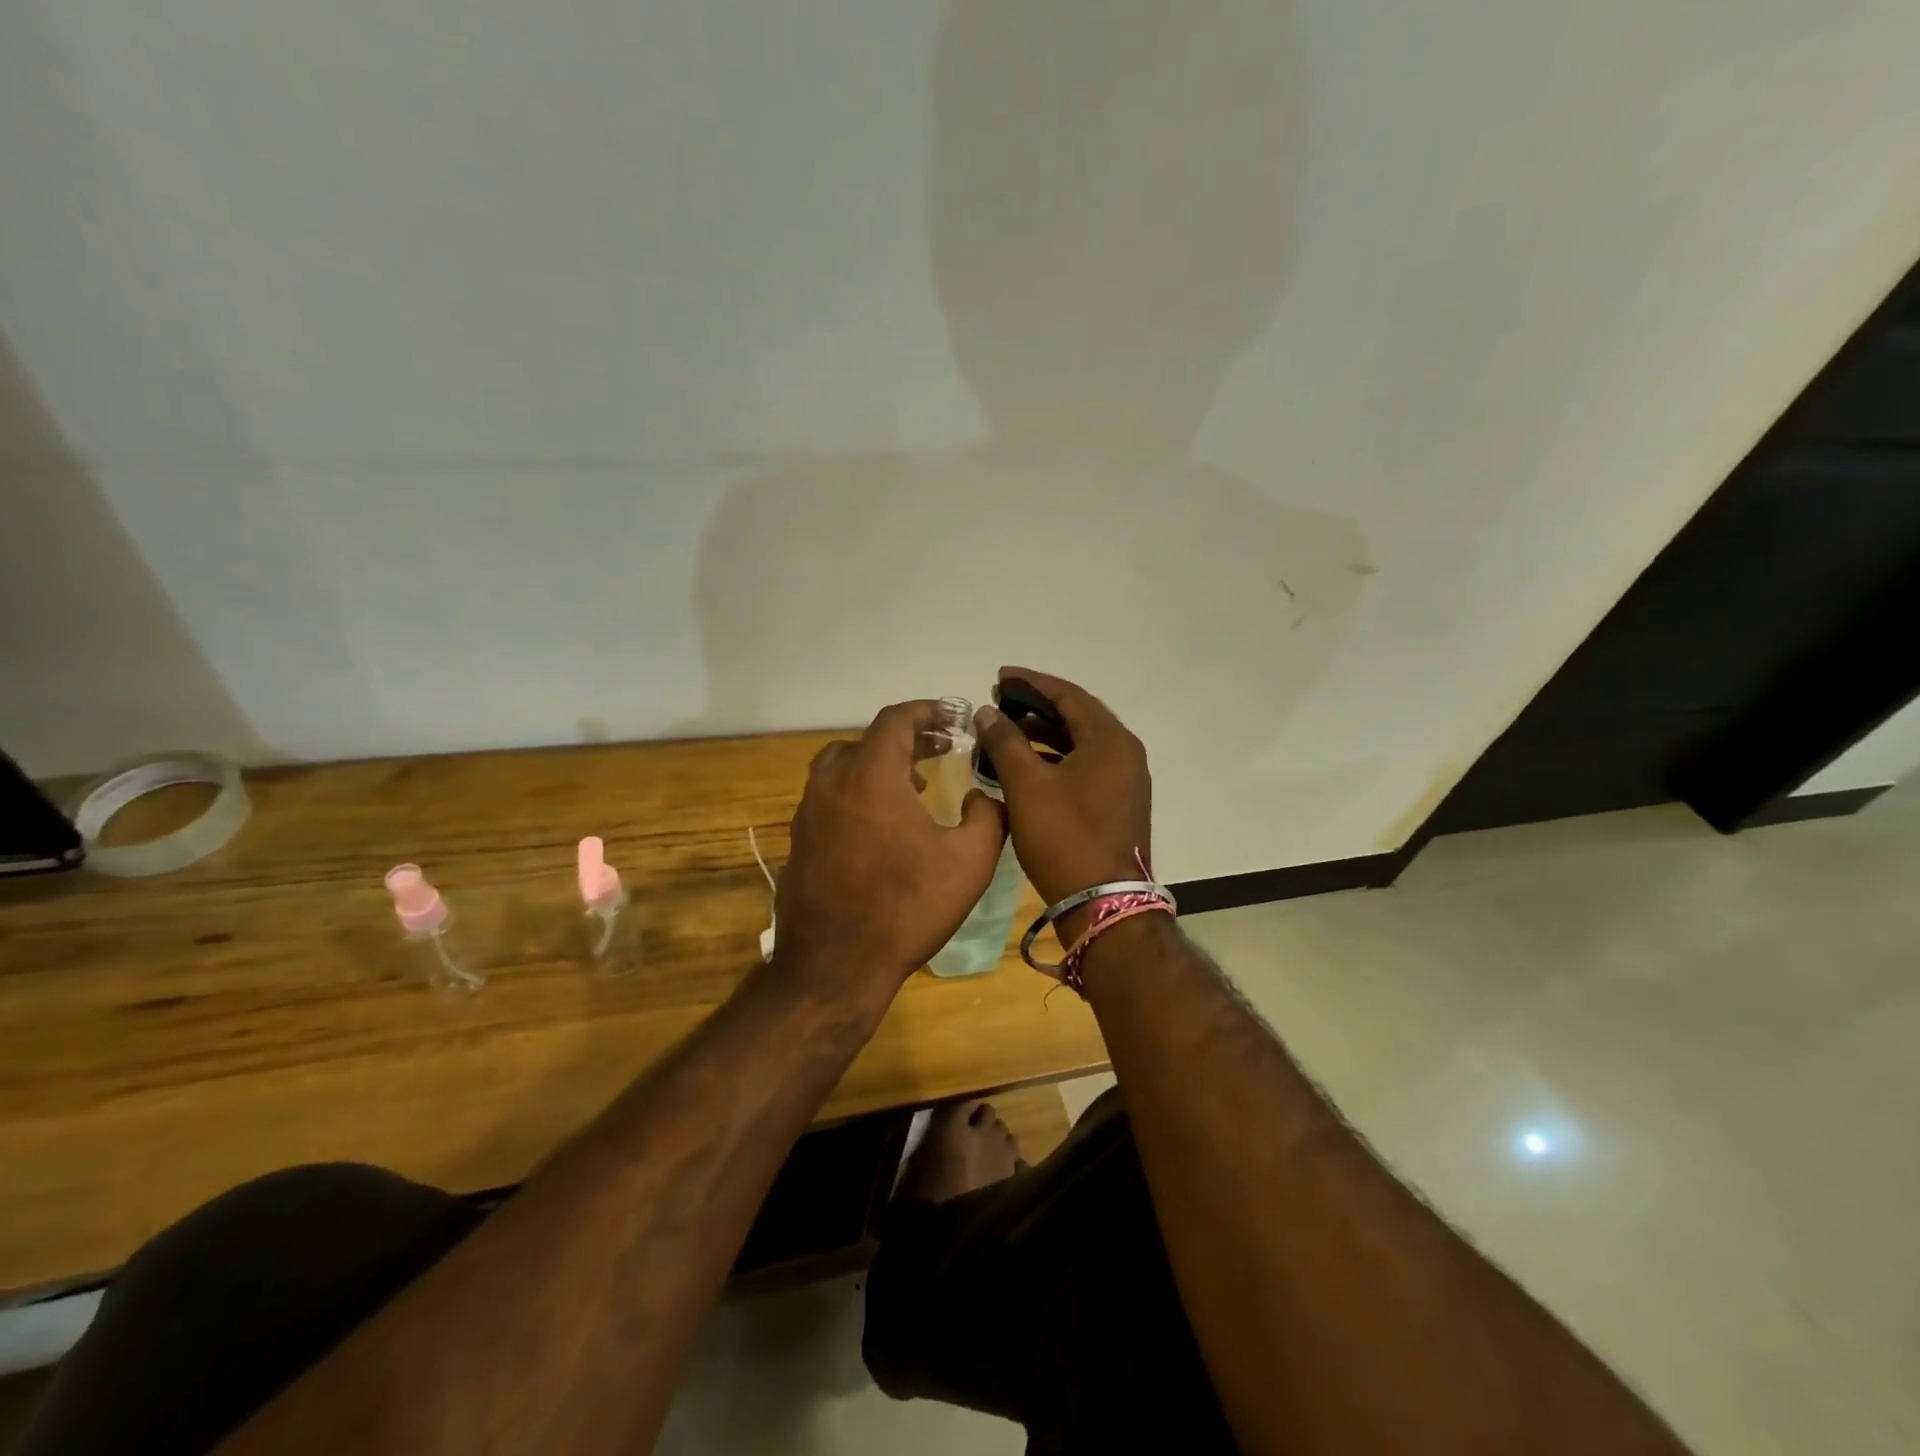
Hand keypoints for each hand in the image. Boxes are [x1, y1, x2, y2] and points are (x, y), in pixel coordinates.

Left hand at [776, 700, 1007, 1001]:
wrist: (835, 965)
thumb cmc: (907, 907)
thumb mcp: (970, 860)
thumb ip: (989, 814)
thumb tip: (981, 794)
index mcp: (871, 774)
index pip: (895, 720)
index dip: (926, 711)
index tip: (951, 718)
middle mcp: (832, 782)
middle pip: (867, 740)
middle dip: (905, 739)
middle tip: (938, 750)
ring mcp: (809, 812)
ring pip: (842, 767)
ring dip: (877, 765)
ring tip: (912, 785)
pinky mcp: (800, 841)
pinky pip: (830, 797)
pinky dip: (857, 792)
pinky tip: (881, 826)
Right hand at [972, 668, 1152, 936]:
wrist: (1103, 903)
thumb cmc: (1064, 837)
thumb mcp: (1026, 786)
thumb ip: (1005, 742)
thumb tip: (987, 711)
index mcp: (1110, 740)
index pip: (1068, 695)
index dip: (1031, 682)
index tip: (999, 677)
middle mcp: (1125, 753)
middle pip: (1078, 716)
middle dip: (1037, 707)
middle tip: (1000, 703)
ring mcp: (1126, 780)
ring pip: (1081, 743)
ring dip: (1044, 734)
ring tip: (1007, 733)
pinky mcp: (1119, 803)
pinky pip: (1085, 766)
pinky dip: (1056, 759)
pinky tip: (1027, 767)